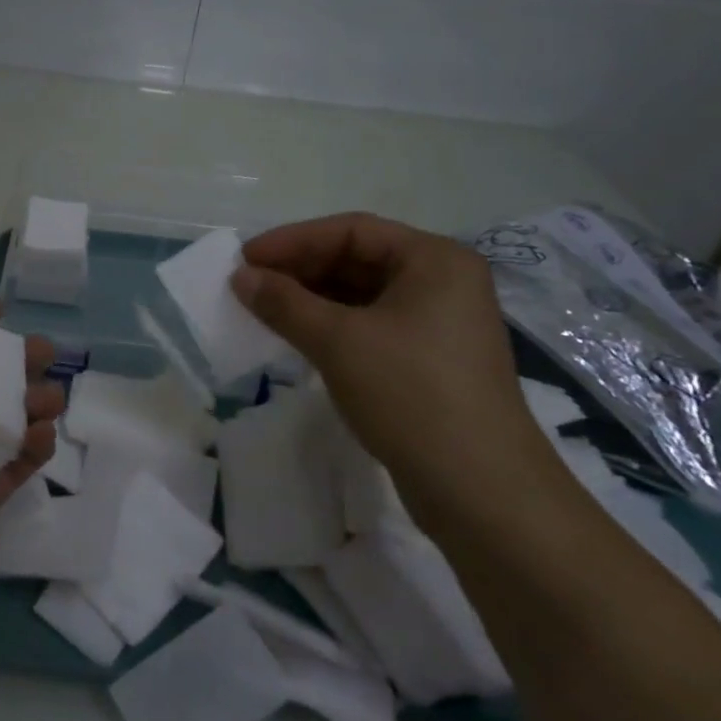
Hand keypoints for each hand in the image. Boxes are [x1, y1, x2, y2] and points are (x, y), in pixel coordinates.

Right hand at [231, 213, 554, 508]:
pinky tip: (297, 337)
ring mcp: (439, 323)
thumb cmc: (410, 394)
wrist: (480, 490)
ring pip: (361, 295)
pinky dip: (331, 326)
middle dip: (300, 270)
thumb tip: (240, 277)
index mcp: (434, 260)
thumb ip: (284, 302)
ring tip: (264, 310)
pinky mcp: (430, 360)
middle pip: (358, 259)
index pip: (352, 231)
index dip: (293, 241)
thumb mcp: (337, 341)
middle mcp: (443, 282)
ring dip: (311, 299)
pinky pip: (370, 325)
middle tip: (249, 285)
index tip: (245, 259)